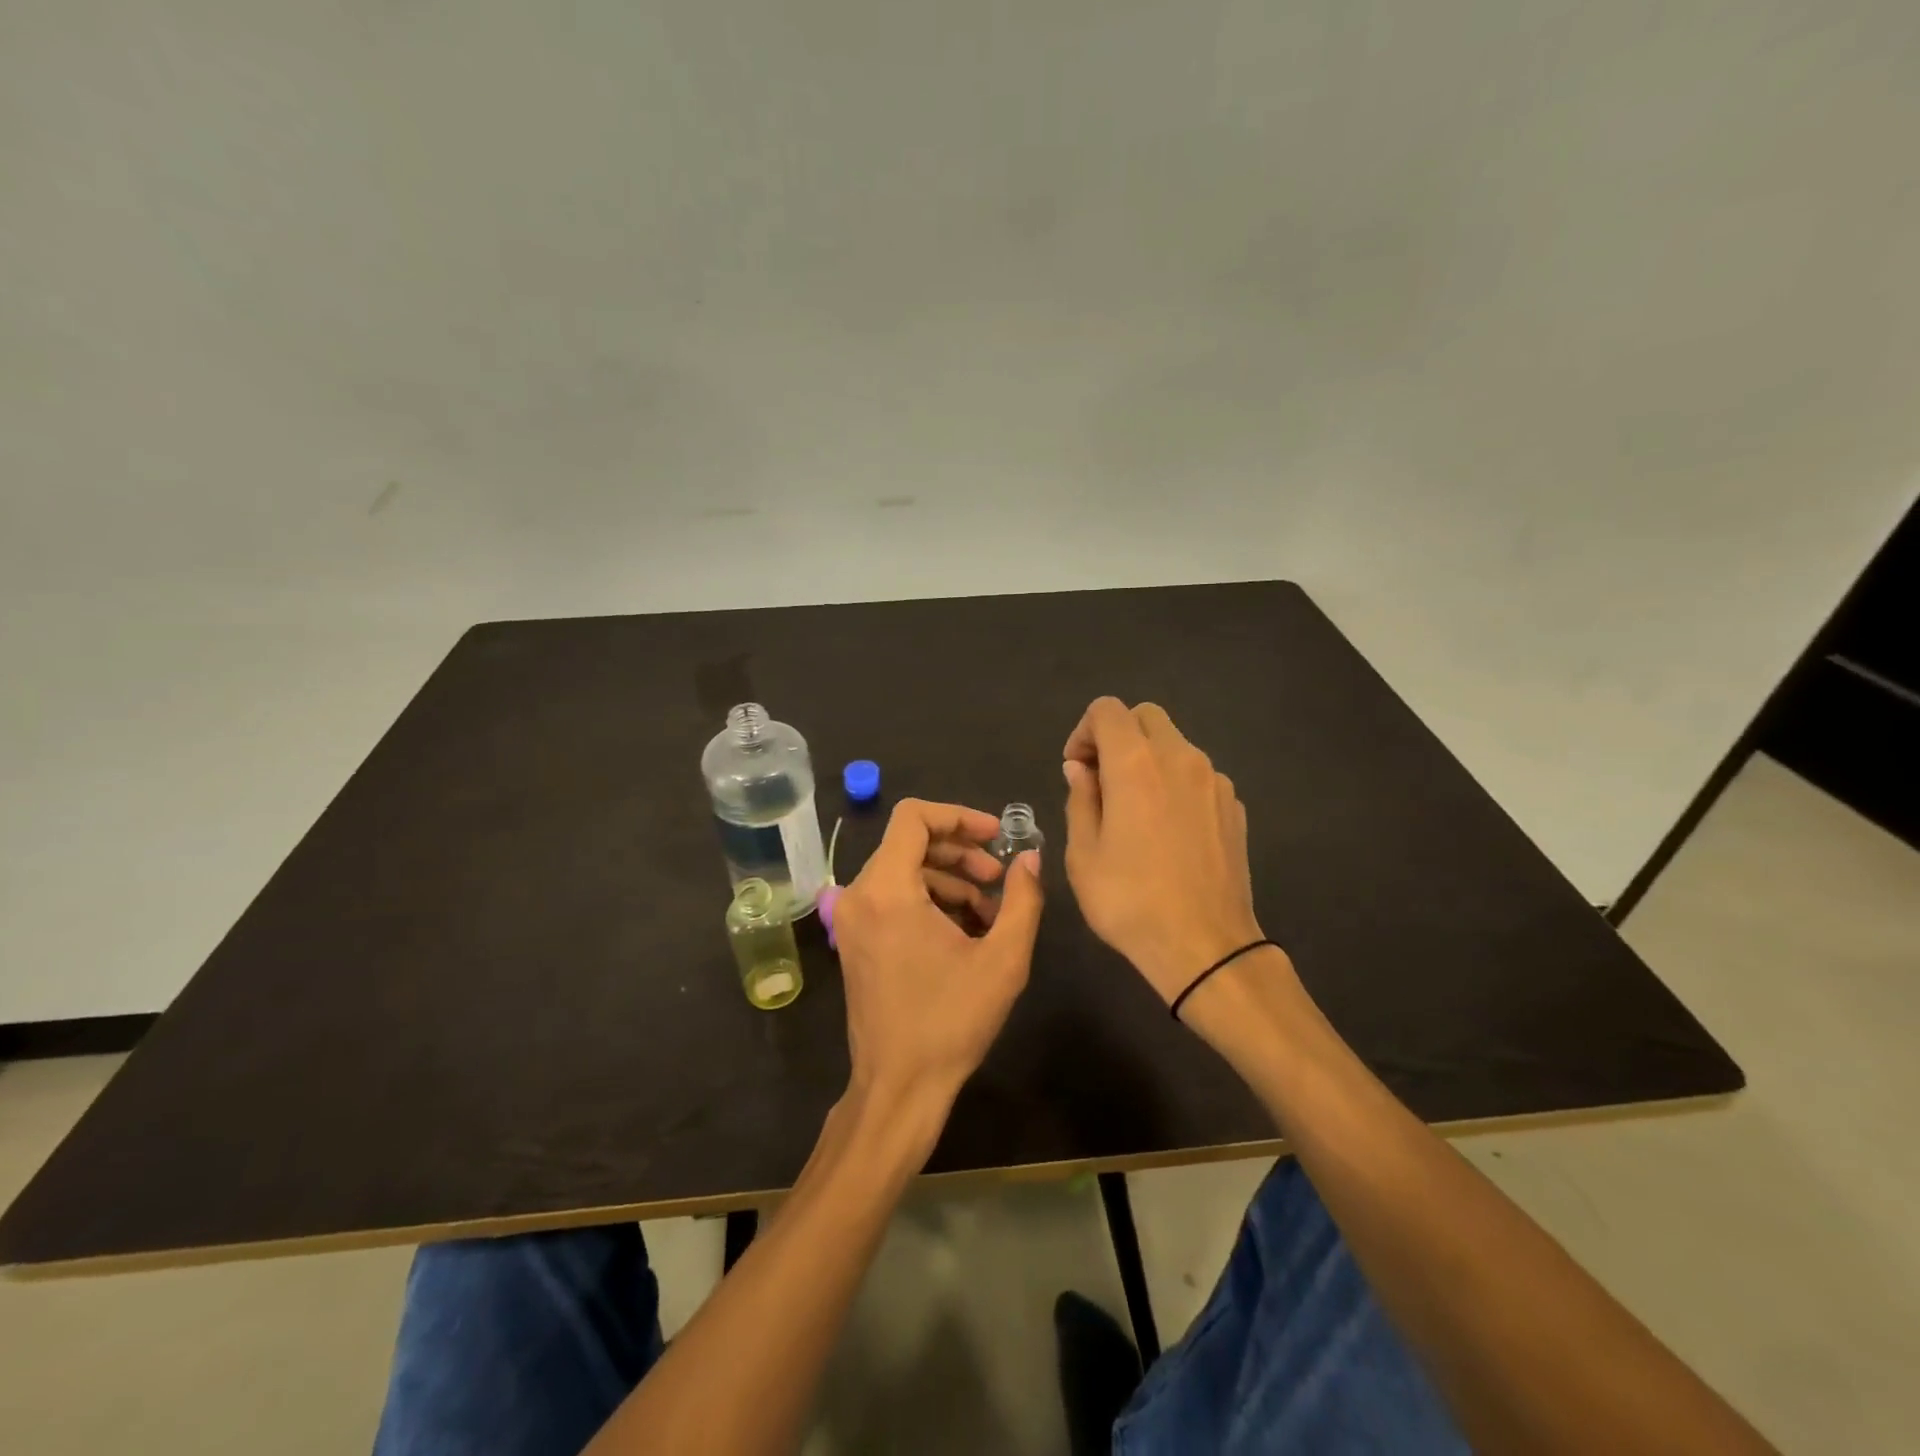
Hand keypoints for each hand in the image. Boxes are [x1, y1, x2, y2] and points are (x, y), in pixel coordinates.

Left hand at [832, 799, 1044, 1135]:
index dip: (958, 816)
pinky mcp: (855, 939)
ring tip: (988, 912)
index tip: (994, 836)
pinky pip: (892, 897)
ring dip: (948, 879)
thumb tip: (1030, 857)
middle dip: (959, 852)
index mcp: (887, 890)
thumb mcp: (1003, 959)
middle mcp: (859, 894)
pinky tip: (963, 930)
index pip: (913, 817)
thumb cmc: (951, 1021)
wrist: (899, 1086)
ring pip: (902, 870)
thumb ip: (1023, 898)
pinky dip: (928, 900)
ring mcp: (851, 919)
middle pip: (909, 843)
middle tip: (998, 878)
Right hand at [1061, 697, 1264, 1004]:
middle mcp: (1180, 757)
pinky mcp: (1234, 805)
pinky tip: (1166, 829)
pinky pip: (1197, 774)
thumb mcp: (1083, 853)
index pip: (1107, 710)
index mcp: (1136, 763)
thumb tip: (1081, 768)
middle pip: (1145, 717)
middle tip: (1100, 779)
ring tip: (1133, 808)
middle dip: (1117, 736)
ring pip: (1175, 744)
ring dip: (1148, 759)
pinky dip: (1175, 782)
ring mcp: (1214, 780)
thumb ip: (1080, 798)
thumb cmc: (1130, 901)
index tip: (1076, 768)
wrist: (1205, 947)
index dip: (1084, 731)